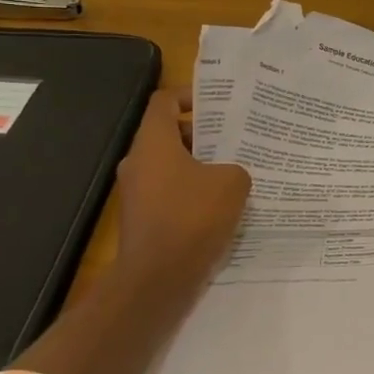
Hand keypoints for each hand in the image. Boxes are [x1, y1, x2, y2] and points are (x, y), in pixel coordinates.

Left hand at [111, 89, 251, 288]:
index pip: (164, 102)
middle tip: (237, 138)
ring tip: (235, 172)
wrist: (158, 277)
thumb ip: (234, 168)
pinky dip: (193, 192)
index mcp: (153, 143)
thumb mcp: (232, 183)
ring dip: (200, 166)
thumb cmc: (193, 217)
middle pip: (169, 134)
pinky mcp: (143, 219)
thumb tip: (228, 175)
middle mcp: (138, 163)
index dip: (190, 95)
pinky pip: (170, 193)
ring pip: (171, 166)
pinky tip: (222, 205)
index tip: (219, 102)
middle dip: (203, 134)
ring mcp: (137, 193)